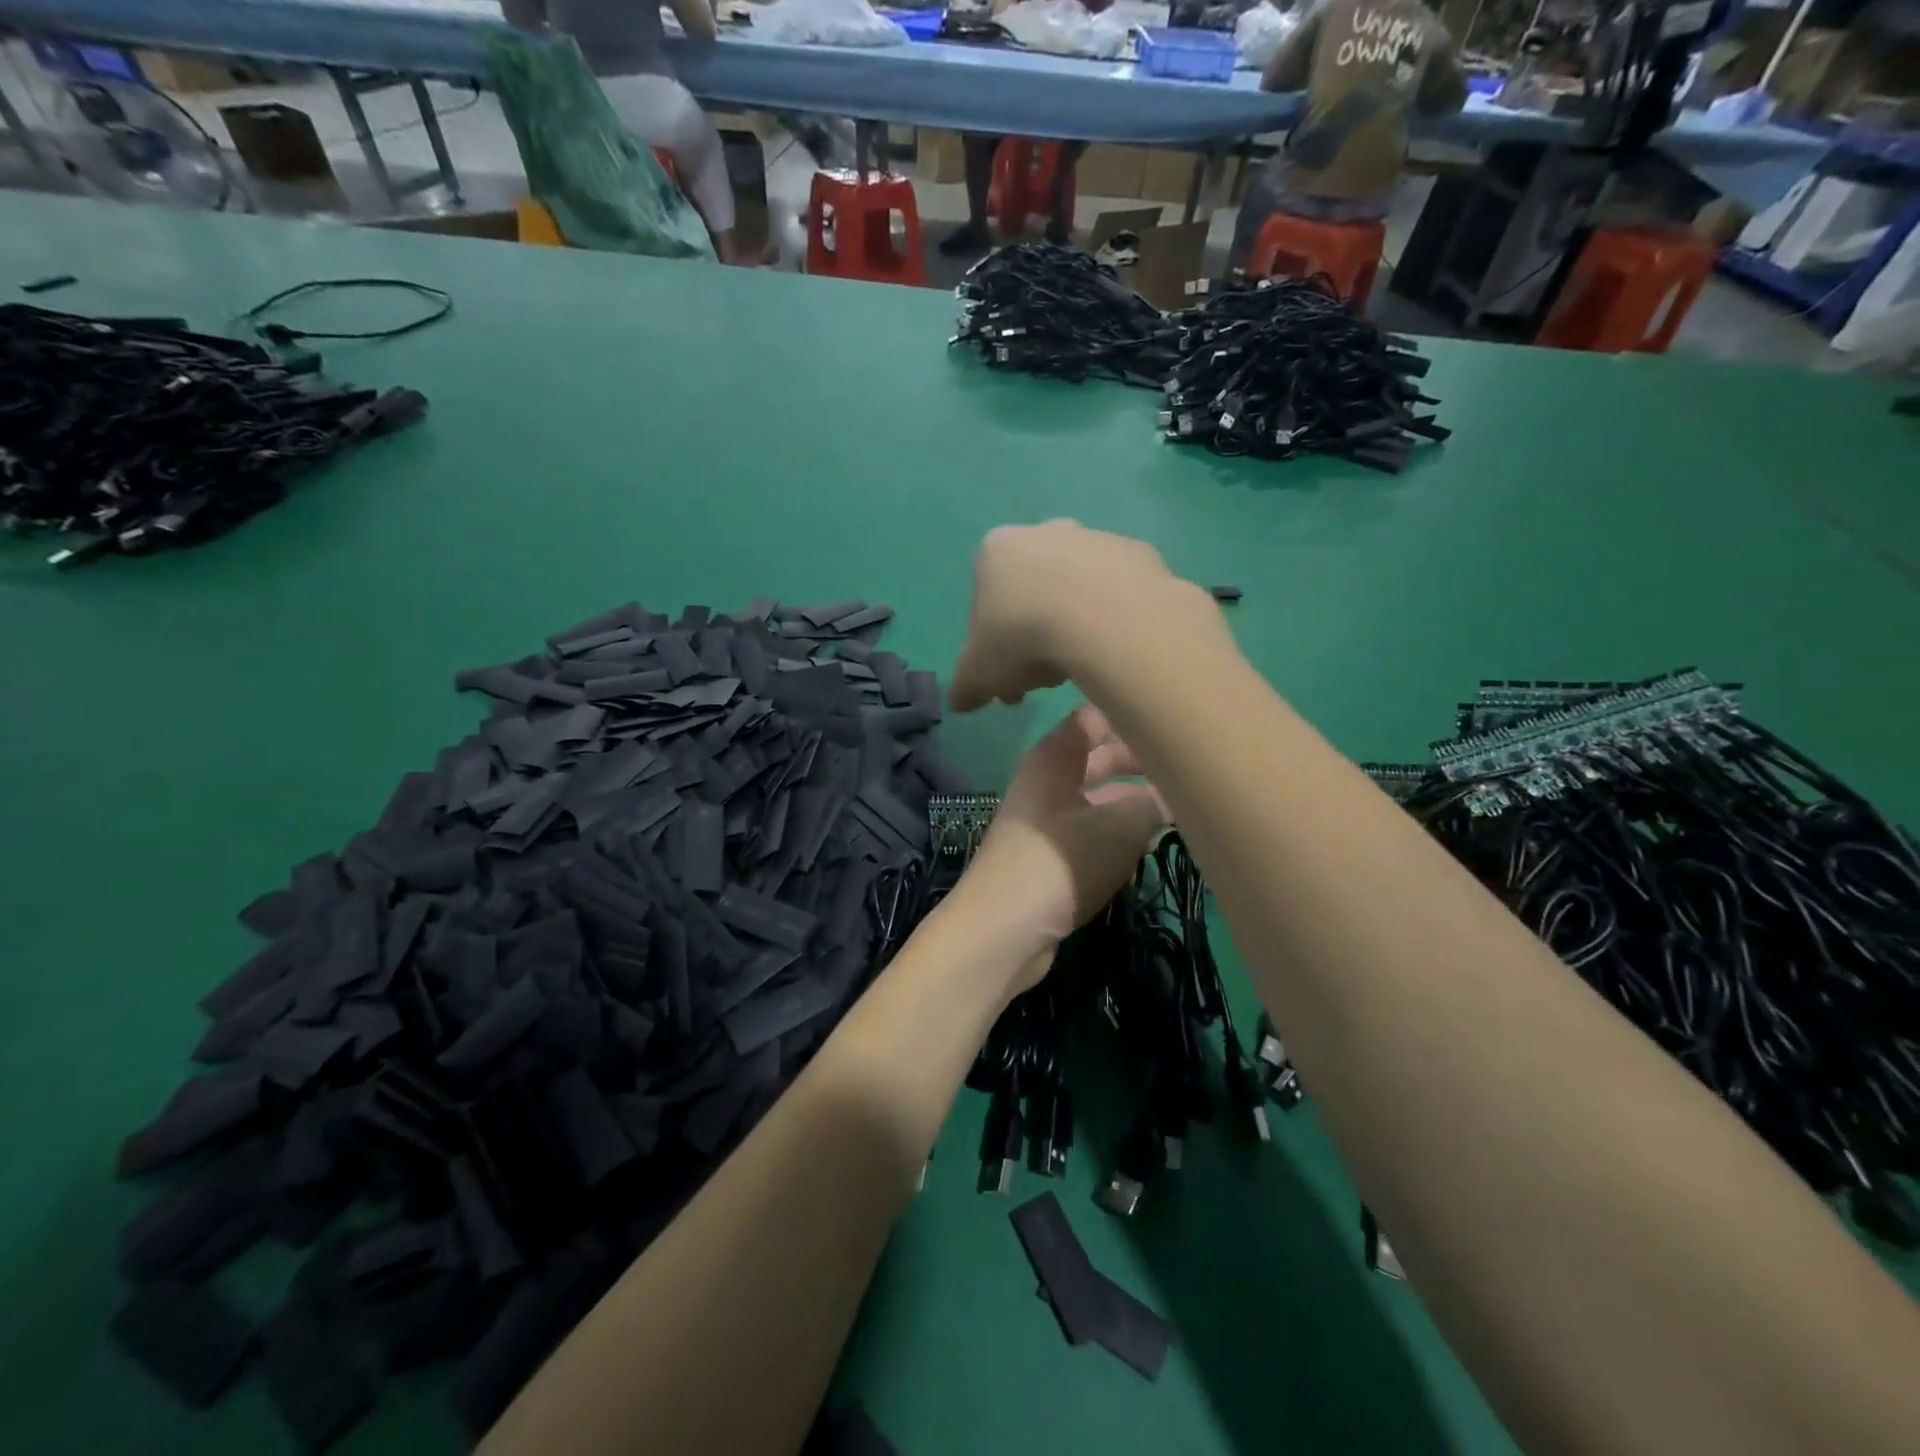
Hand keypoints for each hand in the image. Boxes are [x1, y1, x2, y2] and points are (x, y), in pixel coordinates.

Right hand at [949, 521, 1211, 713]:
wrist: (1105, 617)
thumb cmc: (1023, 637)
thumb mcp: (979, 674)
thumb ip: (966, 686)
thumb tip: (960, 702)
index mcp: (996, 551)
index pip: (984, 600)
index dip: (991, 644)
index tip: (1005, 677)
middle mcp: (1044, 532)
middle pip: (1032, 591)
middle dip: (1032, 634)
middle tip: (1042, 679)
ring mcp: (1095, 538)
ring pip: (1075, 590)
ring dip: (1073, 627)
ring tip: (1081, 670)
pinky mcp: (1138, 553)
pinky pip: (1118, 594)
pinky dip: (1112, 620)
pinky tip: (1114, 650)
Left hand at [949, 705, 1168, 991]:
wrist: (1003, 929)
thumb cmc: (1059, 862)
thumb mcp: (1119, 827)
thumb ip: (1154, 802)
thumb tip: (1179, 791)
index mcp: (1056, 756)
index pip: (1095, 716)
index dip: (1132, 712)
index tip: (1176, 717)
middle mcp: (1049, 779)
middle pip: (1101, 756)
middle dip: (1143, 759)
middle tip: (1191, 766)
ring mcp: (1048, 817)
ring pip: (1100, 795)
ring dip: (1136, 798)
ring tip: (1184, 803)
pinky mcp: (1051, 854)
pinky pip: (1093, 828)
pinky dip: (1121, 829)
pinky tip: (1152, 840)